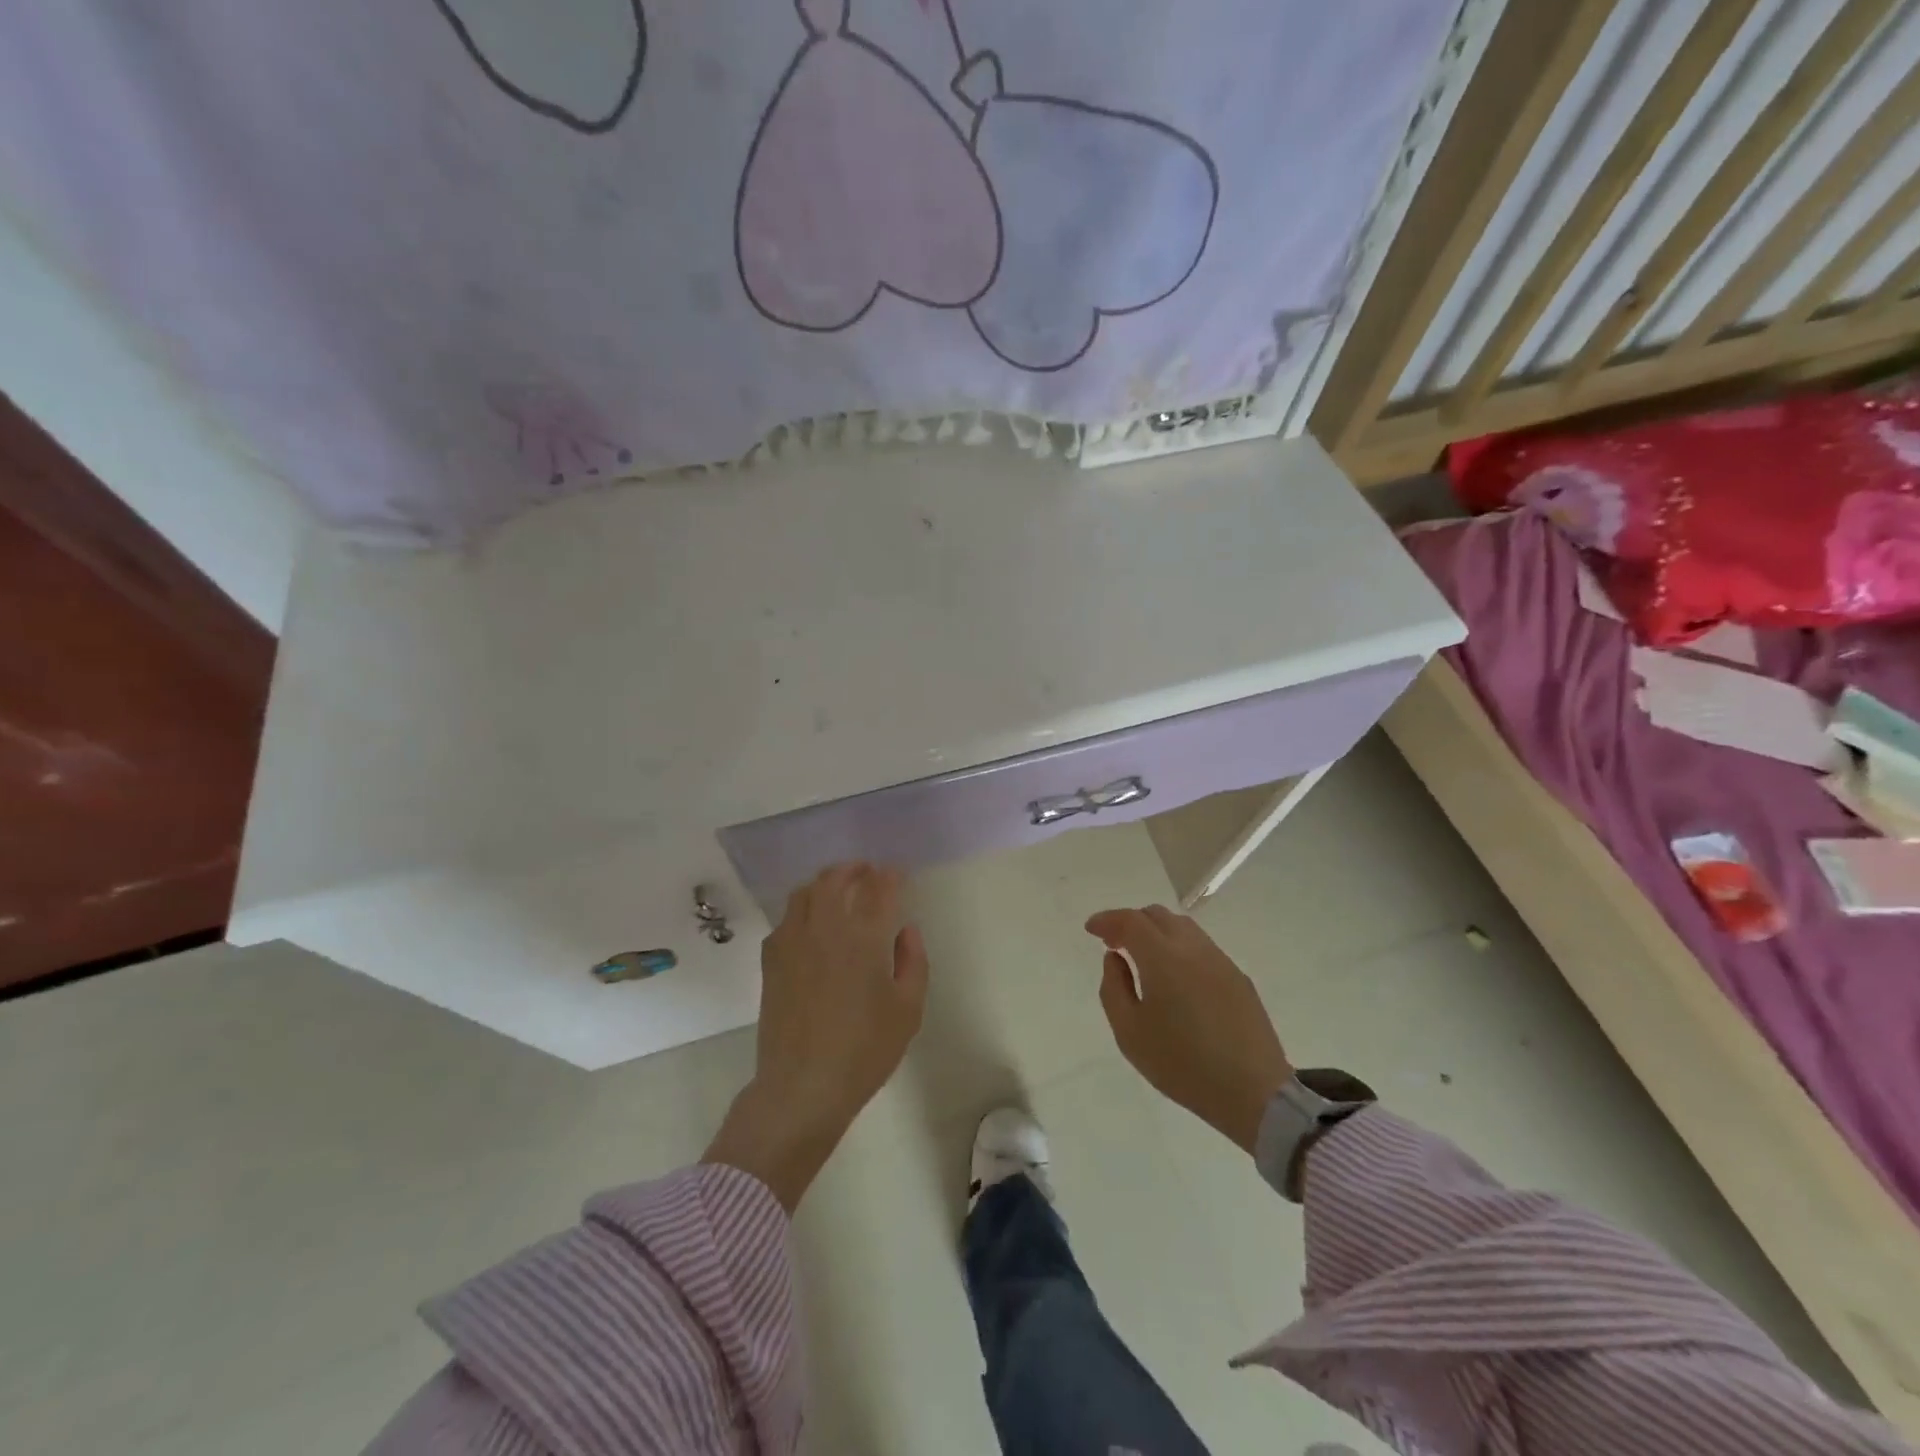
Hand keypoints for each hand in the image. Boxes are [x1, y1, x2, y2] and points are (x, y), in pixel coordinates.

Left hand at [705, 863, 928, 1209]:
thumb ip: (913, 962)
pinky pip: (785, 920)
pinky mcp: (771, 961)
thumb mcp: (908, 1010)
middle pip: (834, 880)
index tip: (896, 873)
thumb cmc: (864, 1050)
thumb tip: (906, 930)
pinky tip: (810, 925)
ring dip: (824, 883)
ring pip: (804, 893)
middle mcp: (825, 929)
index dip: (889, 876)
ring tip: (837, 889)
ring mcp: (792, 942)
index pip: (878, 889)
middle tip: (866, 871)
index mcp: (864, 938)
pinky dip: (801, 910)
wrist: (803, 1086)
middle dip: (853, 869)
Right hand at [1086, 905, 1292, 1153]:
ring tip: (1144, 958)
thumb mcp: (1129, 1033)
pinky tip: (1175, 978)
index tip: (1091, 929)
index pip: (1130, 921)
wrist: (1253, 1092)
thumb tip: (1115, 958)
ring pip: (1183, 928)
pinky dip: (1179, 949)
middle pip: (1158, 916)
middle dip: (1131, 922)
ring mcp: (1220, 961)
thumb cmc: (1182, 1064)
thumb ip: (1114, 988)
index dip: (1107, 920)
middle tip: (1114, 943)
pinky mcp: (1238, 978)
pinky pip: (1202, 948)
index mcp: (1163, 958)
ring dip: (1157, 932)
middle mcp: (1193, 949)